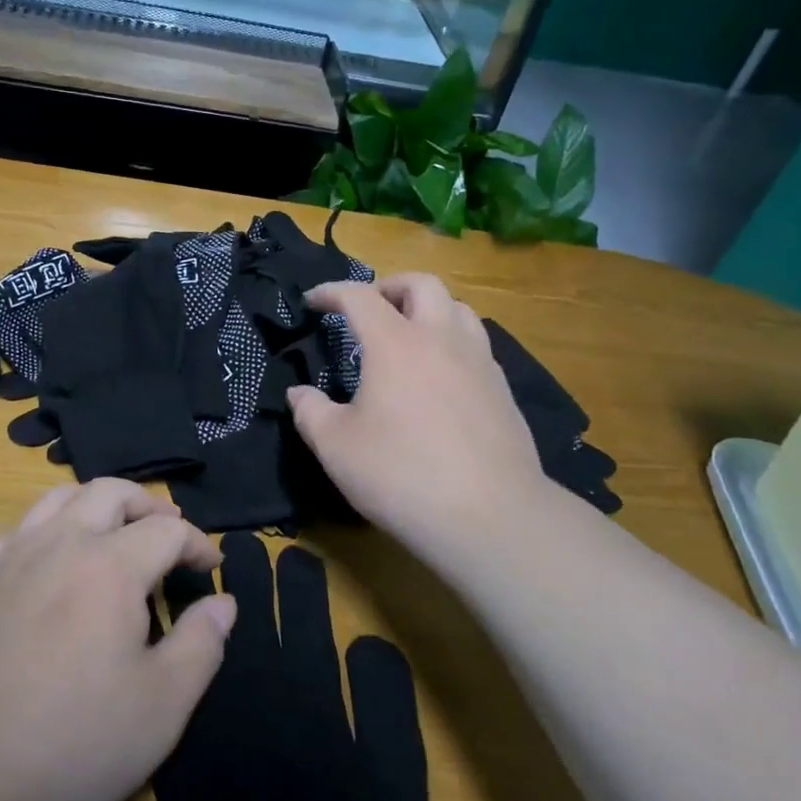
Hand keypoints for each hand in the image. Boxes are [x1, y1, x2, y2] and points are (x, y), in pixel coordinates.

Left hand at [0, 480, 237, 800]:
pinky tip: (55, 560)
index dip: (197, 542)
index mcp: (110, 566)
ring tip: (116, 531)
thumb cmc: (73, 743)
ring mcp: (12, 557)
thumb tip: (223, 603)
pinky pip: (21, 528)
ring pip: (59, 498)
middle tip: (169, 531)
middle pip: (110, 492)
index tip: (212, 566)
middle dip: (148, 505)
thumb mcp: (162, 707)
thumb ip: (201, 645)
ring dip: (98, 503)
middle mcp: (60, 543)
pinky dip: (51, 526)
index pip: (166, 530)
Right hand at [287, 275, 556, 569]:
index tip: (313, 301)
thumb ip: (310, 412)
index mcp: (396, 344)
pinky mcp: (502, 390)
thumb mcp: (336, 447)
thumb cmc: (401, 475)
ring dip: (428, 309)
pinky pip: (476, 344)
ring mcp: (479, 363)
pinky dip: (452, 341)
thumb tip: (299, 394)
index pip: (360, 297)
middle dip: (389, 286)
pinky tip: (439, 376)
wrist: (490, 516)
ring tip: (408, 335)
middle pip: (422, 284)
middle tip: (368, 309)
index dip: (332, 292)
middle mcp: (441, 339)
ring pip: (458, 308)